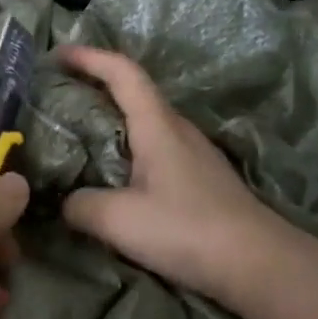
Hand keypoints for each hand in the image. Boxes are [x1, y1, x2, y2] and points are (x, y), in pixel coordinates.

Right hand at [57, 45, 289, 309]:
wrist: (258, 264)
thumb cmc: (186, 229)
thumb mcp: (118, 219)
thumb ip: (81, 205)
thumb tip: (66, 202)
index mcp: (158, 126)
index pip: (123, 73)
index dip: (90, 57)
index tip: (59, 54)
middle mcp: (178, 130)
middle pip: (135, 94)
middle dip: (96, 86)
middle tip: (60, 96)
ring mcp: (194, 155)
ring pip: (146, 124)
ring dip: (113, 120)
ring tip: (79, 136)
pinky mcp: (200, 180)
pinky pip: (155, 150)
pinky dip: (127, 149)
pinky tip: (114, 176)